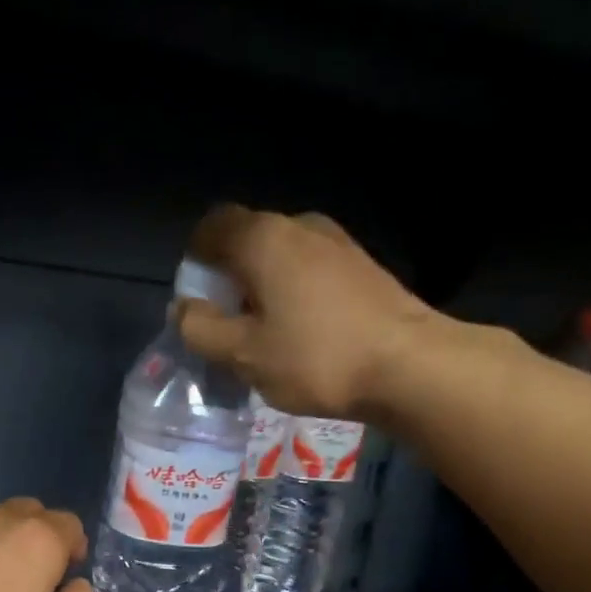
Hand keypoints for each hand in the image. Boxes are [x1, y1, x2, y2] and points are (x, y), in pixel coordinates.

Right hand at [175, 205, 436, 418]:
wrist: (408, 365)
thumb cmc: (316, 358)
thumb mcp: (244, 354)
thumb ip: (202, 329)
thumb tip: (182, 308)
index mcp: (263, 238)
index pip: (212, 226)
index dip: (195, 261)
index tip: (197, 302)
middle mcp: (300, 226)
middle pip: (248, 241)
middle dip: (229, 279)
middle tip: (228, 326)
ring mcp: (337, 243)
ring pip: (282, 257)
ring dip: (263, 289)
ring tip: (266, 336)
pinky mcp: (362, 267)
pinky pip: (310, 271)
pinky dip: (294, 294)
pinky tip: (303, 335)